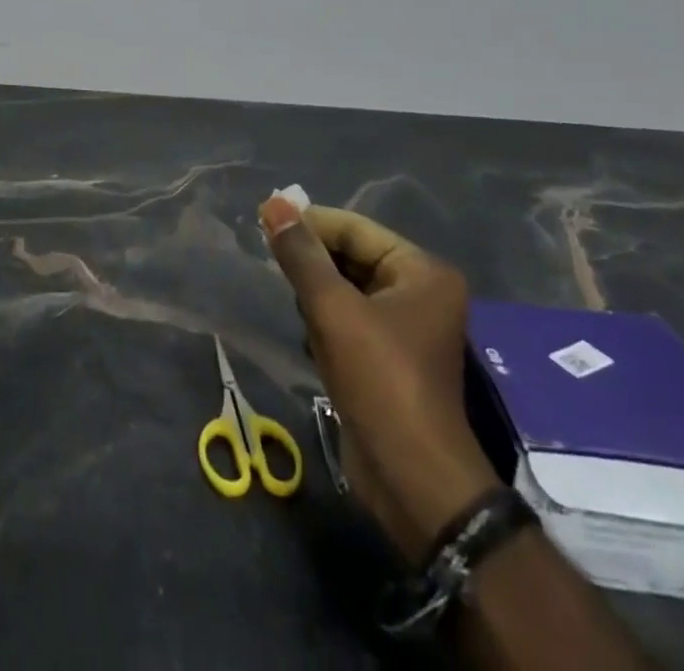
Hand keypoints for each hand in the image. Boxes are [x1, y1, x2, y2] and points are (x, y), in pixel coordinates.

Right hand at [260, 198, 501, 563]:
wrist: (412, 480)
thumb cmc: (380, 381)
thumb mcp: (333, 310)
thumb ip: (301, 255)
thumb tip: (274, 203)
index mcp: (421, 272)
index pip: (354, 228)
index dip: (309, 223)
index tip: (262, 221)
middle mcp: (419, 292)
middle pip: (351, 255)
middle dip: (311, 259)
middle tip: (267, 257)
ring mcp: (404, 327)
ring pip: (345, 287)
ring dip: (314, 290)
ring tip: (289, 298)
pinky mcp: (387, 357)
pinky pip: (347, 318)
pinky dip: (322, 319)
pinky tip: (306, 332)